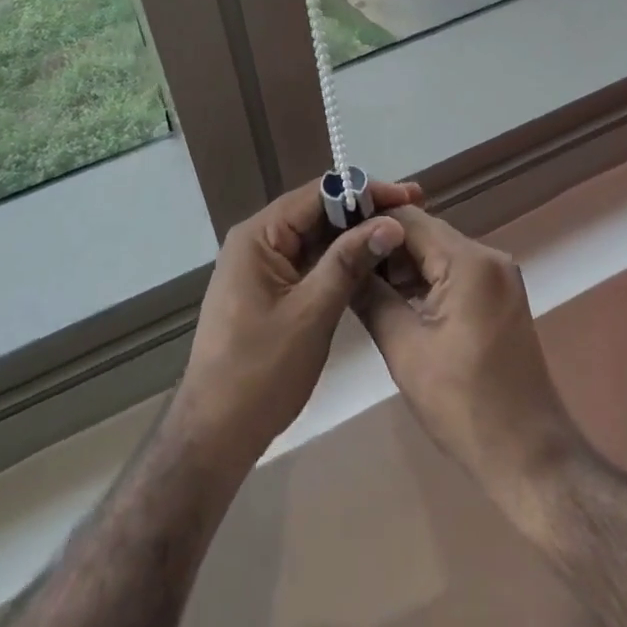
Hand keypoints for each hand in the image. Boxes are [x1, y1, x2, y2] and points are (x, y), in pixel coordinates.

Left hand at [169, 177, 422, 472]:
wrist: (214, 435)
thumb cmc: (260, 372)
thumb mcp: (312, 313)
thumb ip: (349, 262)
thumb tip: (390, 223)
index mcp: (258, 235)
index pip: (318, 194)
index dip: (365, 192)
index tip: (408, 195)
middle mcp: (256, 240)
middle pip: (316, 212)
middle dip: (363, 211)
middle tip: (412, 212)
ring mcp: (260, 266)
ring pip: (314, 237)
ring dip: (353, 235)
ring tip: (399, 233)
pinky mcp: (267, 290)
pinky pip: (307, 261)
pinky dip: (338, 260)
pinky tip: (370, 263)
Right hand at [354, 208, 581, 509]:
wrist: (530, 459)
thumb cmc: (464, 405)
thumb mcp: (405, 349)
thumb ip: (371, 297)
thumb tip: (341, 264)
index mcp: (469, 260)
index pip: (407, 218)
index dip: (368, 221)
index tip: (332, 234)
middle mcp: (489, 256)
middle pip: (423, 233)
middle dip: (382, 245)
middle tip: (341, 261)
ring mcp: (498, 277)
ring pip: (437, 253)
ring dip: (401, 266)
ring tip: (359, 282)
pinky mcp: (499, 297)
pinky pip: (453, 273)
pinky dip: (424, 281)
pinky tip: (394, 300)